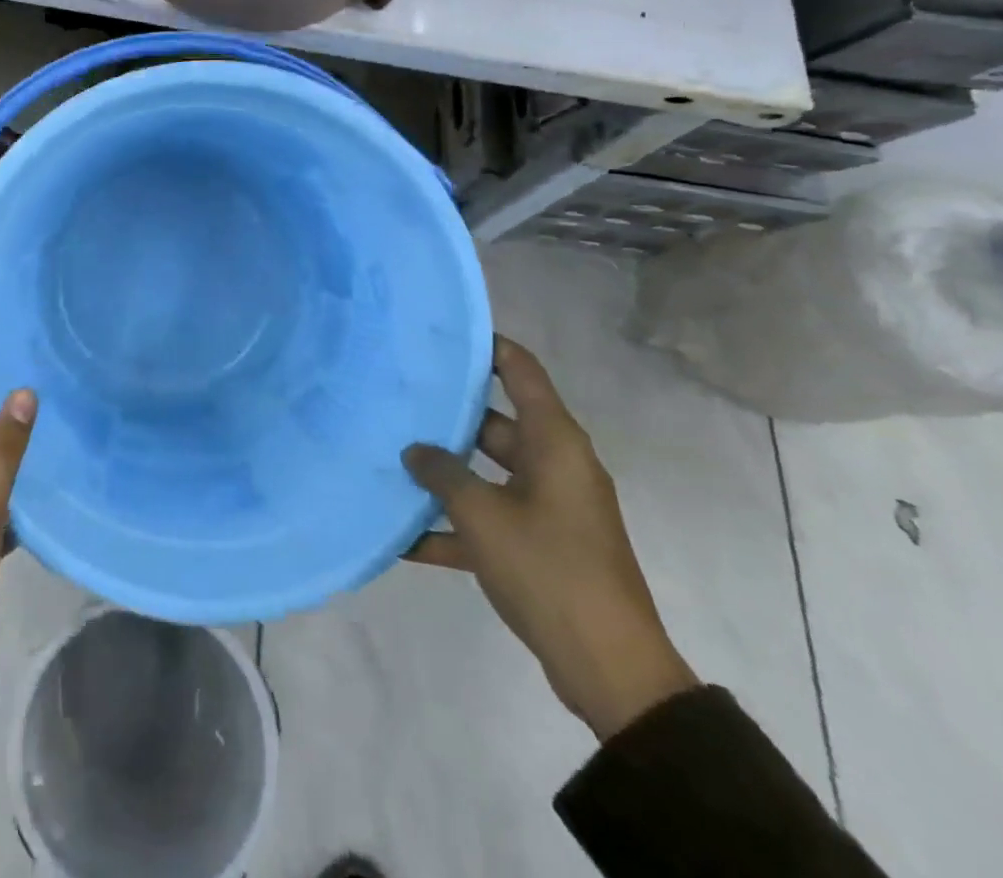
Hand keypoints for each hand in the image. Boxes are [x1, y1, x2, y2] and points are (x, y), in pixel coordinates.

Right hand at [401, 337, 696, 741]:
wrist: (610, 668)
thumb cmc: (548, 570)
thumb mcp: (483, 515)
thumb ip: (442, 474)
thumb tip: (416, 451)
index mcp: (554, 443)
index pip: (521, 371)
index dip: (487, 346)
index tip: (442, 333)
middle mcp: (554, 465)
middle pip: (496, 422)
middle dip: (448, 414)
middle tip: (397, 398)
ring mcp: (549, 507)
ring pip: (488, 472)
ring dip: (446, 473)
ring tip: (393, 458)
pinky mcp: (541, 546)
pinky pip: (491, 520)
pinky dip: (455, 527)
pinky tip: (405, 538)